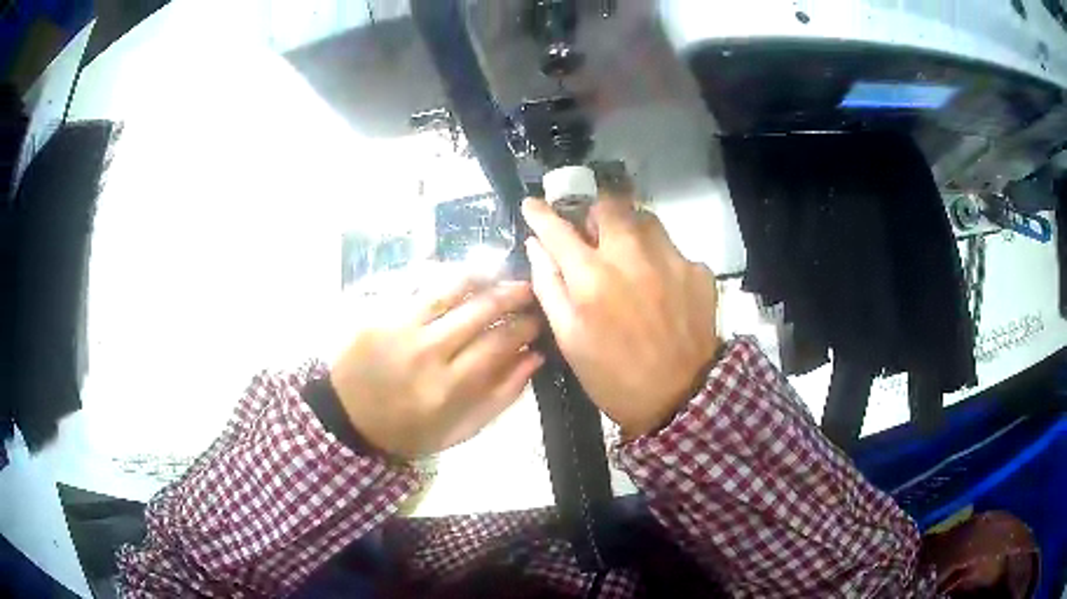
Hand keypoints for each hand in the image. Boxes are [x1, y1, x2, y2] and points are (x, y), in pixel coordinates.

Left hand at [329, 278, 543, 458]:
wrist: (348, 418)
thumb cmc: (410, 430)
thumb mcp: (460, 430)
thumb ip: (501, 396)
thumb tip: (535, 358)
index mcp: (448, 388)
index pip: (498, 343)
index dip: (525, 327)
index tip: (539, 320)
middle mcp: (426, 352)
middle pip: (479, 311)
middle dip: (512, 296)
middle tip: (528, 291)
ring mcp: (400, 328)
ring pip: (450, 290)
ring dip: (482, 279)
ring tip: (500, 275)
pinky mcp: (380, 314)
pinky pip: (420, 289)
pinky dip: (446, 280)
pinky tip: (462, 278)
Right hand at [522, 195, 719, 437]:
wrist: (680, 399)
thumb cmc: (613, 376)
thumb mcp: (569, 339)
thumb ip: (549, 287)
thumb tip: (537, 247)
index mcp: (592, 278)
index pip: (558, 229)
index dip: (541, 213)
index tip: (532, 204)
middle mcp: (632, 257)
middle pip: (609, 205)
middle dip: (593, 211)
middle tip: (591, 232)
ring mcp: (671, 260)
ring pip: (644, 219)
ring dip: (629, 229)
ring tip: (627, 255)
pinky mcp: (698, 271)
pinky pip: (672, 248)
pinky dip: (659, 258)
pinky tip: (660, 285)